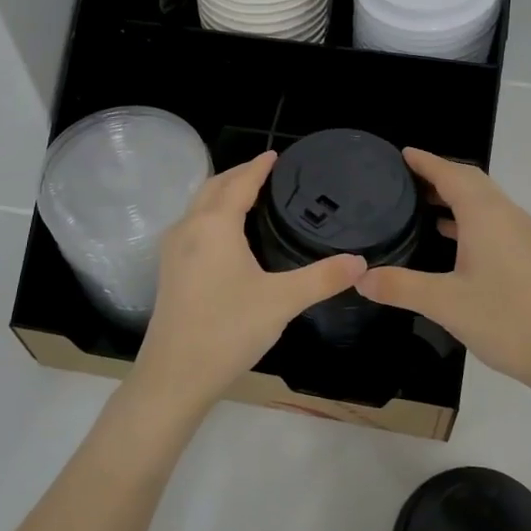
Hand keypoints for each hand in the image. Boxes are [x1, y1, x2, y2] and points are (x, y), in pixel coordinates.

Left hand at [134, 151, 365, 412]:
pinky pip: (192, 226)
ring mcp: (173, 250)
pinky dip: (211, 215)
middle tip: (266, 172)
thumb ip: (322, 278)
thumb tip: (361, 261)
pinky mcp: (169, 272)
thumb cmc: (228, 330)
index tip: (275, 155)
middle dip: (238, 175)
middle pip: (213, 187)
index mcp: (214, 225)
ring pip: (198, 207)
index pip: (239, 183)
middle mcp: (188, 229)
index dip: (259, 167)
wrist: (174, 375)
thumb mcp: (282, 301)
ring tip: (248, 196)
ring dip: (221, 194)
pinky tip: (226, 236)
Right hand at [356, 149, 530, 393]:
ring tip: (419, 203)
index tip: (401, 154)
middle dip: (439, 174)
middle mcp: (505, 214)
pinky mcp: (527, 252)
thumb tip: (360, 278)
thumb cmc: (504, 319)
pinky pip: (492, 218)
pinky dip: (467, 215)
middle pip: (470, 181)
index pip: (451, 174)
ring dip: (454, 194)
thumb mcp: (443, 302)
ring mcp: (520, 233)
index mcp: (485, 215)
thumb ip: (400, 286)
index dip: (425, 162)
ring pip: (483, 200)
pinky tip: (449, 234)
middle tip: (404, 178)